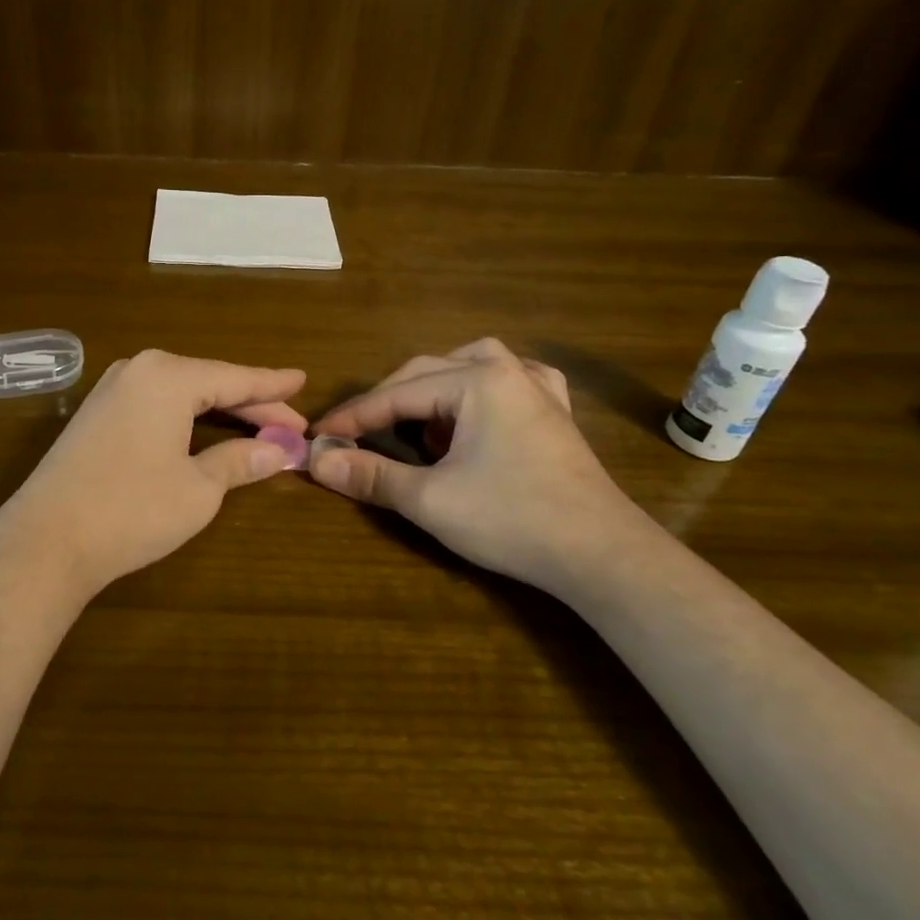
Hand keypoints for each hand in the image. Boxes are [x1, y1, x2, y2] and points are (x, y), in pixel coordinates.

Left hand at [0, 350, 307, 605]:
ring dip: (220, 412)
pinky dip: (187, 417)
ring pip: (182, 393)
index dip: (273, 386)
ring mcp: (111, 390)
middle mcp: (139, 370)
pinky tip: (205, 430)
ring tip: (259, 427)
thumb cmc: (132, 510)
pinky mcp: (95, 414)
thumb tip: (278, 452)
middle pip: (209, 383)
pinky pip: (156, 404)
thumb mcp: (198, 489)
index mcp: (168, 376)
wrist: (45, 540)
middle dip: (252, 405)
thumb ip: (240, 461)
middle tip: (292, 427)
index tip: (304, 381)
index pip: (235, 378)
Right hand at [310, 338, 647, 588]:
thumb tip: (317, 461)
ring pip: (472, 365)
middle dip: (389, 402)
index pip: (397, 394)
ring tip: (419, 421)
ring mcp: (538, 389)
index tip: (319, 434)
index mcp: (476, 381)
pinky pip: (513, 380)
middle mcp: (507, 371)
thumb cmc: (512, 519)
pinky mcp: (556, 413)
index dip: (354, 416)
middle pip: (429, 371)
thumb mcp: (430, 500)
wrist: (601, 554)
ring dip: (435, 388)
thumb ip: (371, 476)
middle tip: (357, 433)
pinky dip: (484, 388)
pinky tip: (480, 409)